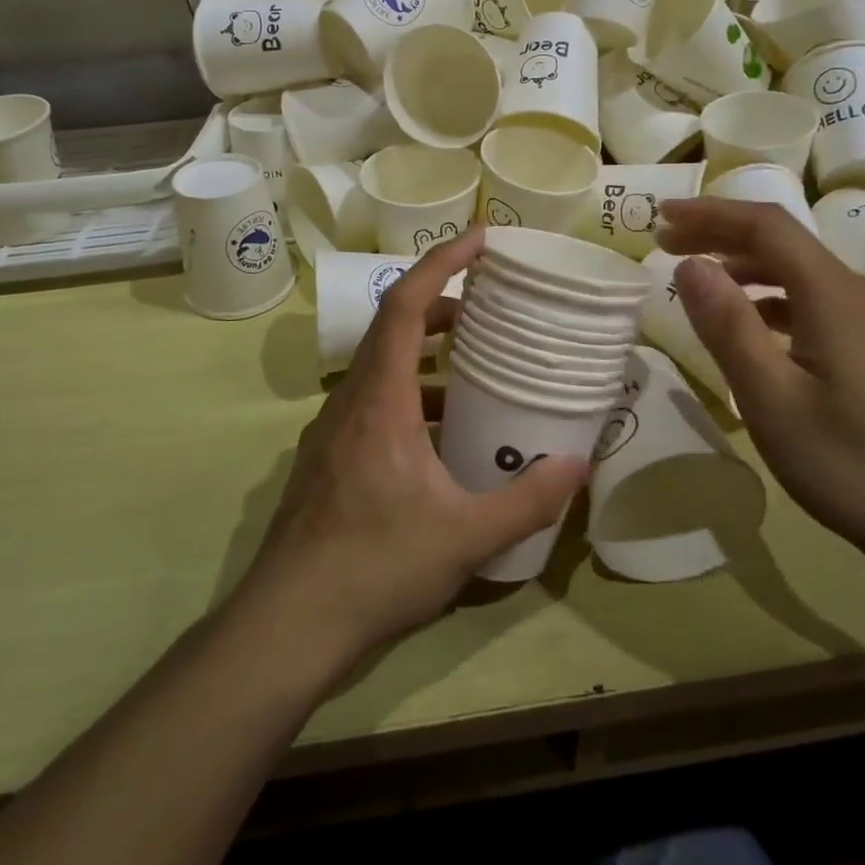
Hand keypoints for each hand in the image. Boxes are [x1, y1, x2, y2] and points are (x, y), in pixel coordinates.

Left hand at [237, 228, 586, 667]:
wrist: (287, 625)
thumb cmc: (375, 567)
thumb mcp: (465, 538)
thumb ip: (526, 501)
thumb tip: (578, 465)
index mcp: (380, 399)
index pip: (407, 304)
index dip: (442, 261)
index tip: (480, 239)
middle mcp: (350, 400)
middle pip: (393, 327)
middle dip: (442, 305)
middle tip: (490, 307)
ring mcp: (332, 430)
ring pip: (381, 367)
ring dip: (426, 355)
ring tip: (475, 369)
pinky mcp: (327, 459)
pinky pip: (372, 403)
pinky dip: (410, 396)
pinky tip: (440, 437)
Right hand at [655, 197, 864, 557]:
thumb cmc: (847, 461)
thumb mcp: (770, 397)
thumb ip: (727, 325)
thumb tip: (690, 266)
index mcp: (833, 294)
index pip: (765, 225)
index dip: (709, 213)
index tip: (660, 216)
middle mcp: (857, 292)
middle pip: (782, 242)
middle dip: (720, 234)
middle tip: (666, 243)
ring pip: (799, 271)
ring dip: (744, 266)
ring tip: (699, 281)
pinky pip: (814, 301)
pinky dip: (770, 298)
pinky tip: (749, 325)